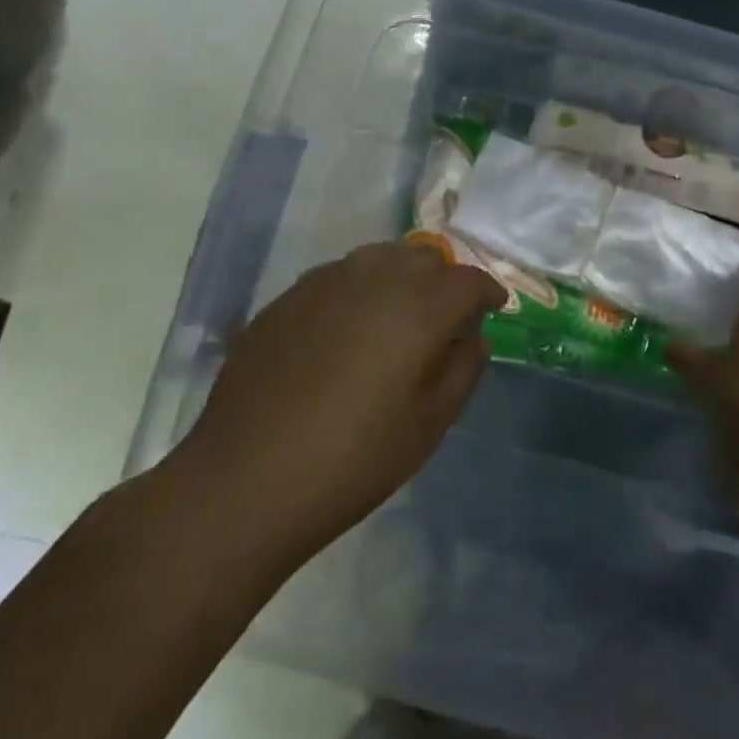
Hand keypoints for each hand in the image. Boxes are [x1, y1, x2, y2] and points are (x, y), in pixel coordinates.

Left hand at [174, 241, 504, 569]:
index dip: (488, 291)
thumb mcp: (430, 424)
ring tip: (397, 315)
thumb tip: (472, 337)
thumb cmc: (354, 458)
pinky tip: (345, 329)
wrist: (244, 481)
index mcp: (419, 305)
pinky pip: (338, 277)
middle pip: (424, 257)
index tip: (494, 307)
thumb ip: (464, 369)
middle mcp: (375, 277)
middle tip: (445, 317)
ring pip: (379, 258)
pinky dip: (358, 290)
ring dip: (400, 277)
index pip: (468, 280)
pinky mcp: (286, 299)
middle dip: (444, 279)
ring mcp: (324, 283)